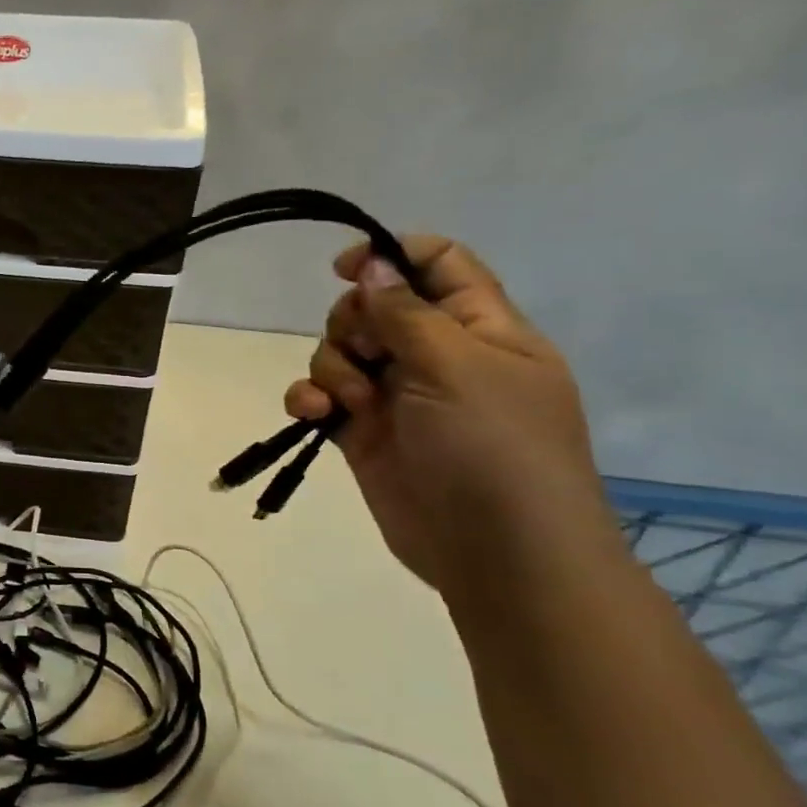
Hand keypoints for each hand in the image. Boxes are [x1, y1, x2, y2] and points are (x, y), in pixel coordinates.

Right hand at [284, 237, 614, 597]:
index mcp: (480, 327)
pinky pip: (322, 398)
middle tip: (366, 352)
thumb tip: (369, 263)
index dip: (391, 255)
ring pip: (341, 352)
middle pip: (373, 307)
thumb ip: (405, 311)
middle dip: (352, 323)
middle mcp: (436, 355)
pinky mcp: (363, 432)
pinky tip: (313, 414)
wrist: (496, 551)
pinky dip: (309, 399)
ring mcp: (398, 396)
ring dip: (330, 367)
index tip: (344, 268)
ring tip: (348, 402)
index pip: (437, 264)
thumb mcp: (456, 365)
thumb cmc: (494, 446)